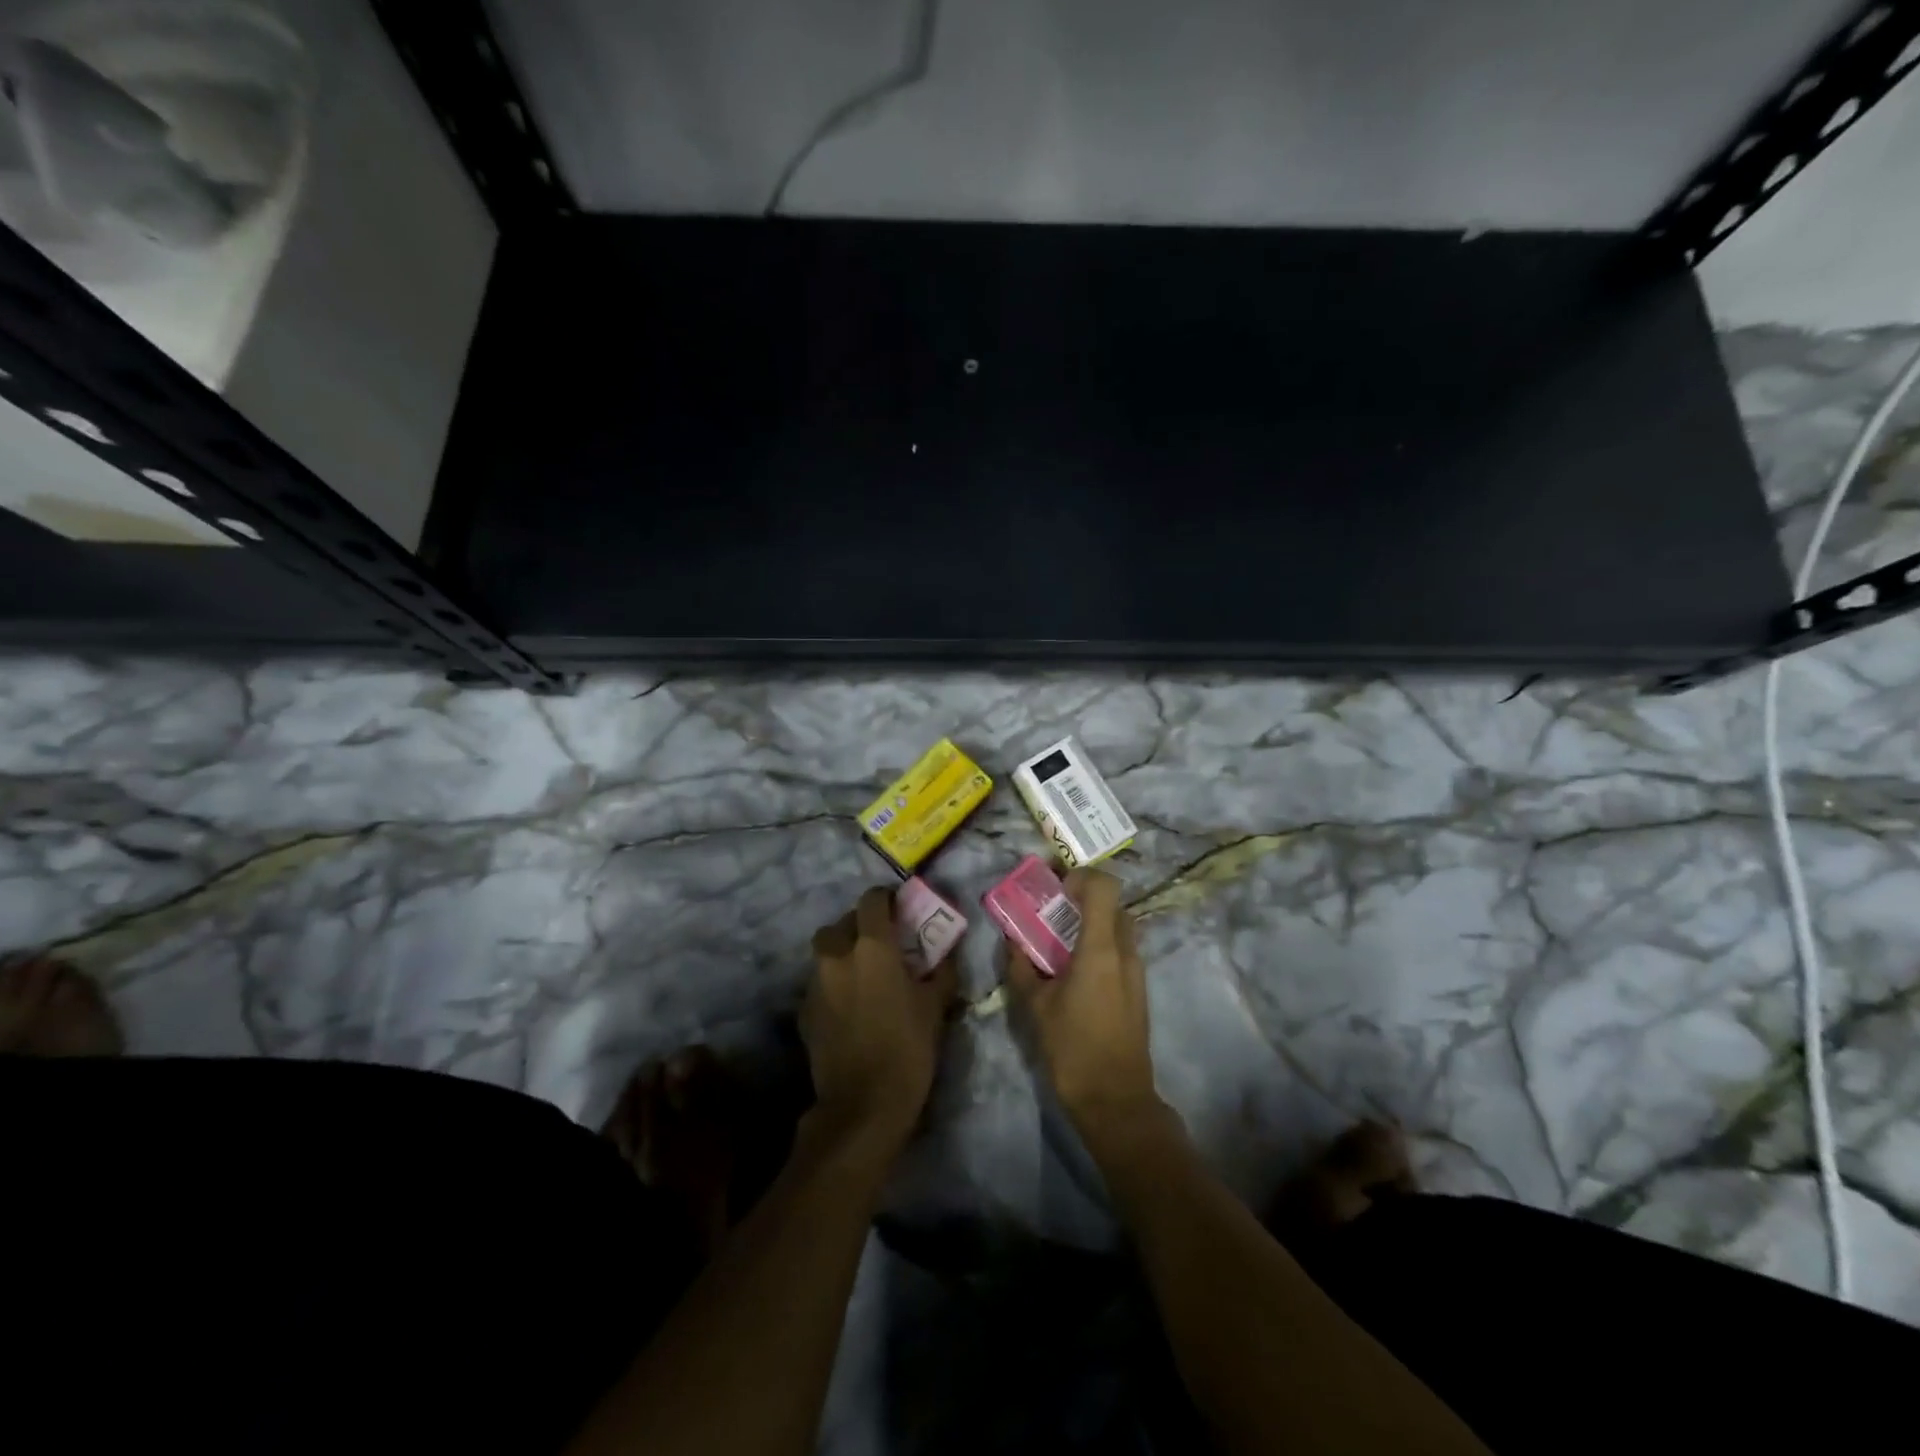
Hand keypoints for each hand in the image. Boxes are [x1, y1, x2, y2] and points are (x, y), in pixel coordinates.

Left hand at [803, 886, 956, 1153]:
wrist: (863, 1105)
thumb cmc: (908, 1048)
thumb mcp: (936, 1006)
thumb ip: (942, 970)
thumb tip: (948, 951)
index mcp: (872, 947)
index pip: (872, 900)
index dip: (886, 898)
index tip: (899, 907)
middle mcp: (838, 956)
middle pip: (841, 923)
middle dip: (858, 925)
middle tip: (880, 942)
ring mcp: (816, 984)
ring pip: (825, 952)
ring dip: (842, 953)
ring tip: (862, 973)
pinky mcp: (804, 1011)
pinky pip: (818, 982)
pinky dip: (832, 983)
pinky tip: (849, 1004)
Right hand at [1005, 869, 1161, 1142]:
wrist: (1116, 1100)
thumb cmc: (1072, 1049)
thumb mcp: (1035, 1006)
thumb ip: (1021, 967)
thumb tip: (1011, 940)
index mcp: (1101, 949)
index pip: (1104, 886)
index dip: (1081, 877)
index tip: (1055, 889)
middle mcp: (1126, 951)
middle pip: (1113, 904)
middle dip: (1084, 900)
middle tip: (1053, 913)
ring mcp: (1137, 971)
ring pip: (1120, 927)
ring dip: (1093, 924)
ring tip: (1061, 943)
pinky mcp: (1139, 989)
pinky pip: (1122, 950)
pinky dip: (1101, 946)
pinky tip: (1076, 971)